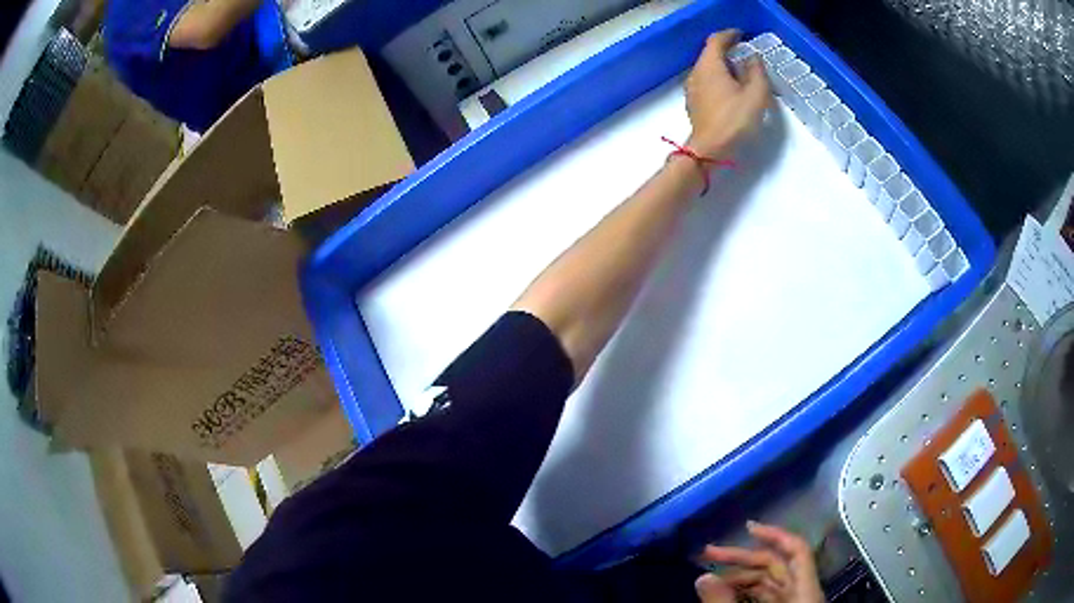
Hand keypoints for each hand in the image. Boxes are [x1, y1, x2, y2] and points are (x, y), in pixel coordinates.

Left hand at [684, 30, 770, 158]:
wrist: (710, 150)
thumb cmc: (735, 120)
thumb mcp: (756, 95)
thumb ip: (757, 72)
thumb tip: (753, 58)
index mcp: (710, 66)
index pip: (716, 40)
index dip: (729, 35)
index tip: (741, 35)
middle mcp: (697, 72)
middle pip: (710, 54)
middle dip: (727, 50)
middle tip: (745, 54)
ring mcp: (692, 88)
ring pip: (707, 68)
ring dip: (723, 66)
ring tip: (741, 73)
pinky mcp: (693, 102)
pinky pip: (706, 82)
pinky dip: (718, 79)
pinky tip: (730, 90)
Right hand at [694, 521, 823, 602]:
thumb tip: (702, 577)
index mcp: (804, 593)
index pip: (797, 551)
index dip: (775, 534)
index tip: (747, 527)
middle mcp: (801, 595)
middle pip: (776, 565)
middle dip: (742, 557)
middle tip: (708, 553)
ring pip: (768, 583)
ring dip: (740, 577)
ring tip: (712, 580)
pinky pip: (764, 598)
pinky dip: (744, 594)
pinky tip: (725, 595)